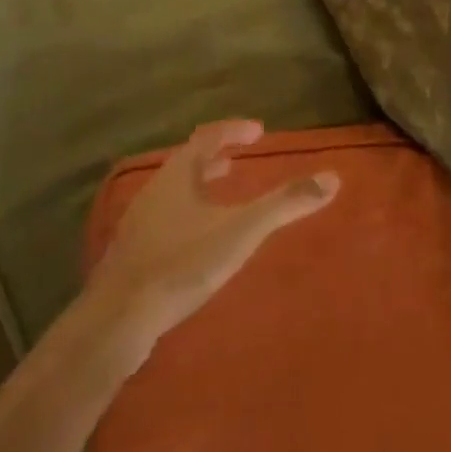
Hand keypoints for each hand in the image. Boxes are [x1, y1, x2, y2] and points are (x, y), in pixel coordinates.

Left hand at [85, 119, 338, 363]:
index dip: (233, 130)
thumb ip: (286, 204)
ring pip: (173, 193)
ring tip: (220, 196)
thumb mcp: (242, 231)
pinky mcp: (131, 255)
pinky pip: (164, 219)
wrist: (117, 321)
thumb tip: (333, 178)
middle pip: (186, 163)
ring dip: (198, 187)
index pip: (207, 137)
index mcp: (178, 175)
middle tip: (237, 161)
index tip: (258, 131)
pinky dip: (186, 214)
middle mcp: (154, 191)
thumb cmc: (182, 263)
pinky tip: (196, 241)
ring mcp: (138, 224)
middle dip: (214, 158)